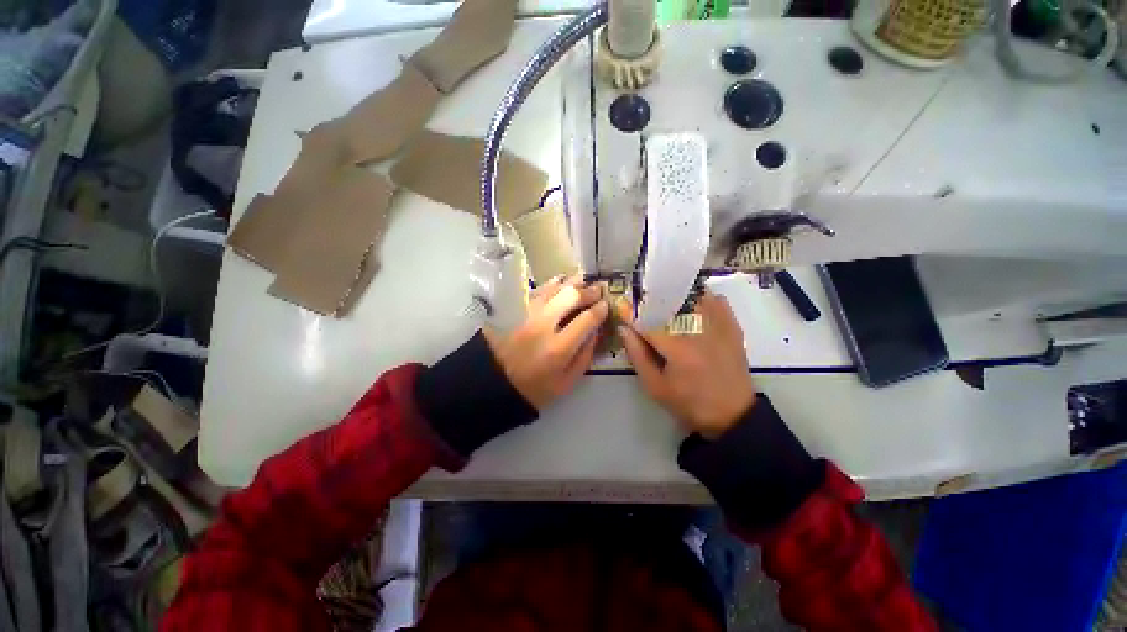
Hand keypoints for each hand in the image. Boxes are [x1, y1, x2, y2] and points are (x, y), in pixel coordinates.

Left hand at [484, 276, 608, 409]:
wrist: (498, 384)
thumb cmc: (536, 388)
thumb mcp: (567, 382)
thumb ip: (585, 356)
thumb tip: (597, 331)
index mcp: (558, 349)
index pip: (586, 320)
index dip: (600, 310)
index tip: (606, 305)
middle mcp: (543, 326)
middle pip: (570, 297)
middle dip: (588, 291)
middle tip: (598, 290)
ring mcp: (528, 316)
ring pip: (553, 289)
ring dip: (572, 283)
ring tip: (584, 281)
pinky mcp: (516, 311)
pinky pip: (537, 291)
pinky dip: (552, 283)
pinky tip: (562, 281)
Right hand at [619, 292, 755, 439]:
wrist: (732, 414)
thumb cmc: (688, 402)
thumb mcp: (654, 386)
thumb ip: (637, 355)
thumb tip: (624, 329)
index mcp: (677, 348)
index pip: (647, 322)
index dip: (632, 317)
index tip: (623, 313)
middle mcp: (698, 331)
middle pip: (669, 304)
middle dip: (653, 305)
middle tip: (644, 312)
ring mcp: (719, 327)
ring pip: (693, 297)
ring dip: (677, 299)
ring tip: (667, 307)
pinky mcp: (733, 328)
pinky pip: (718, 301)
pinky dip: (703, 299)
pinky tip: (693, 308)